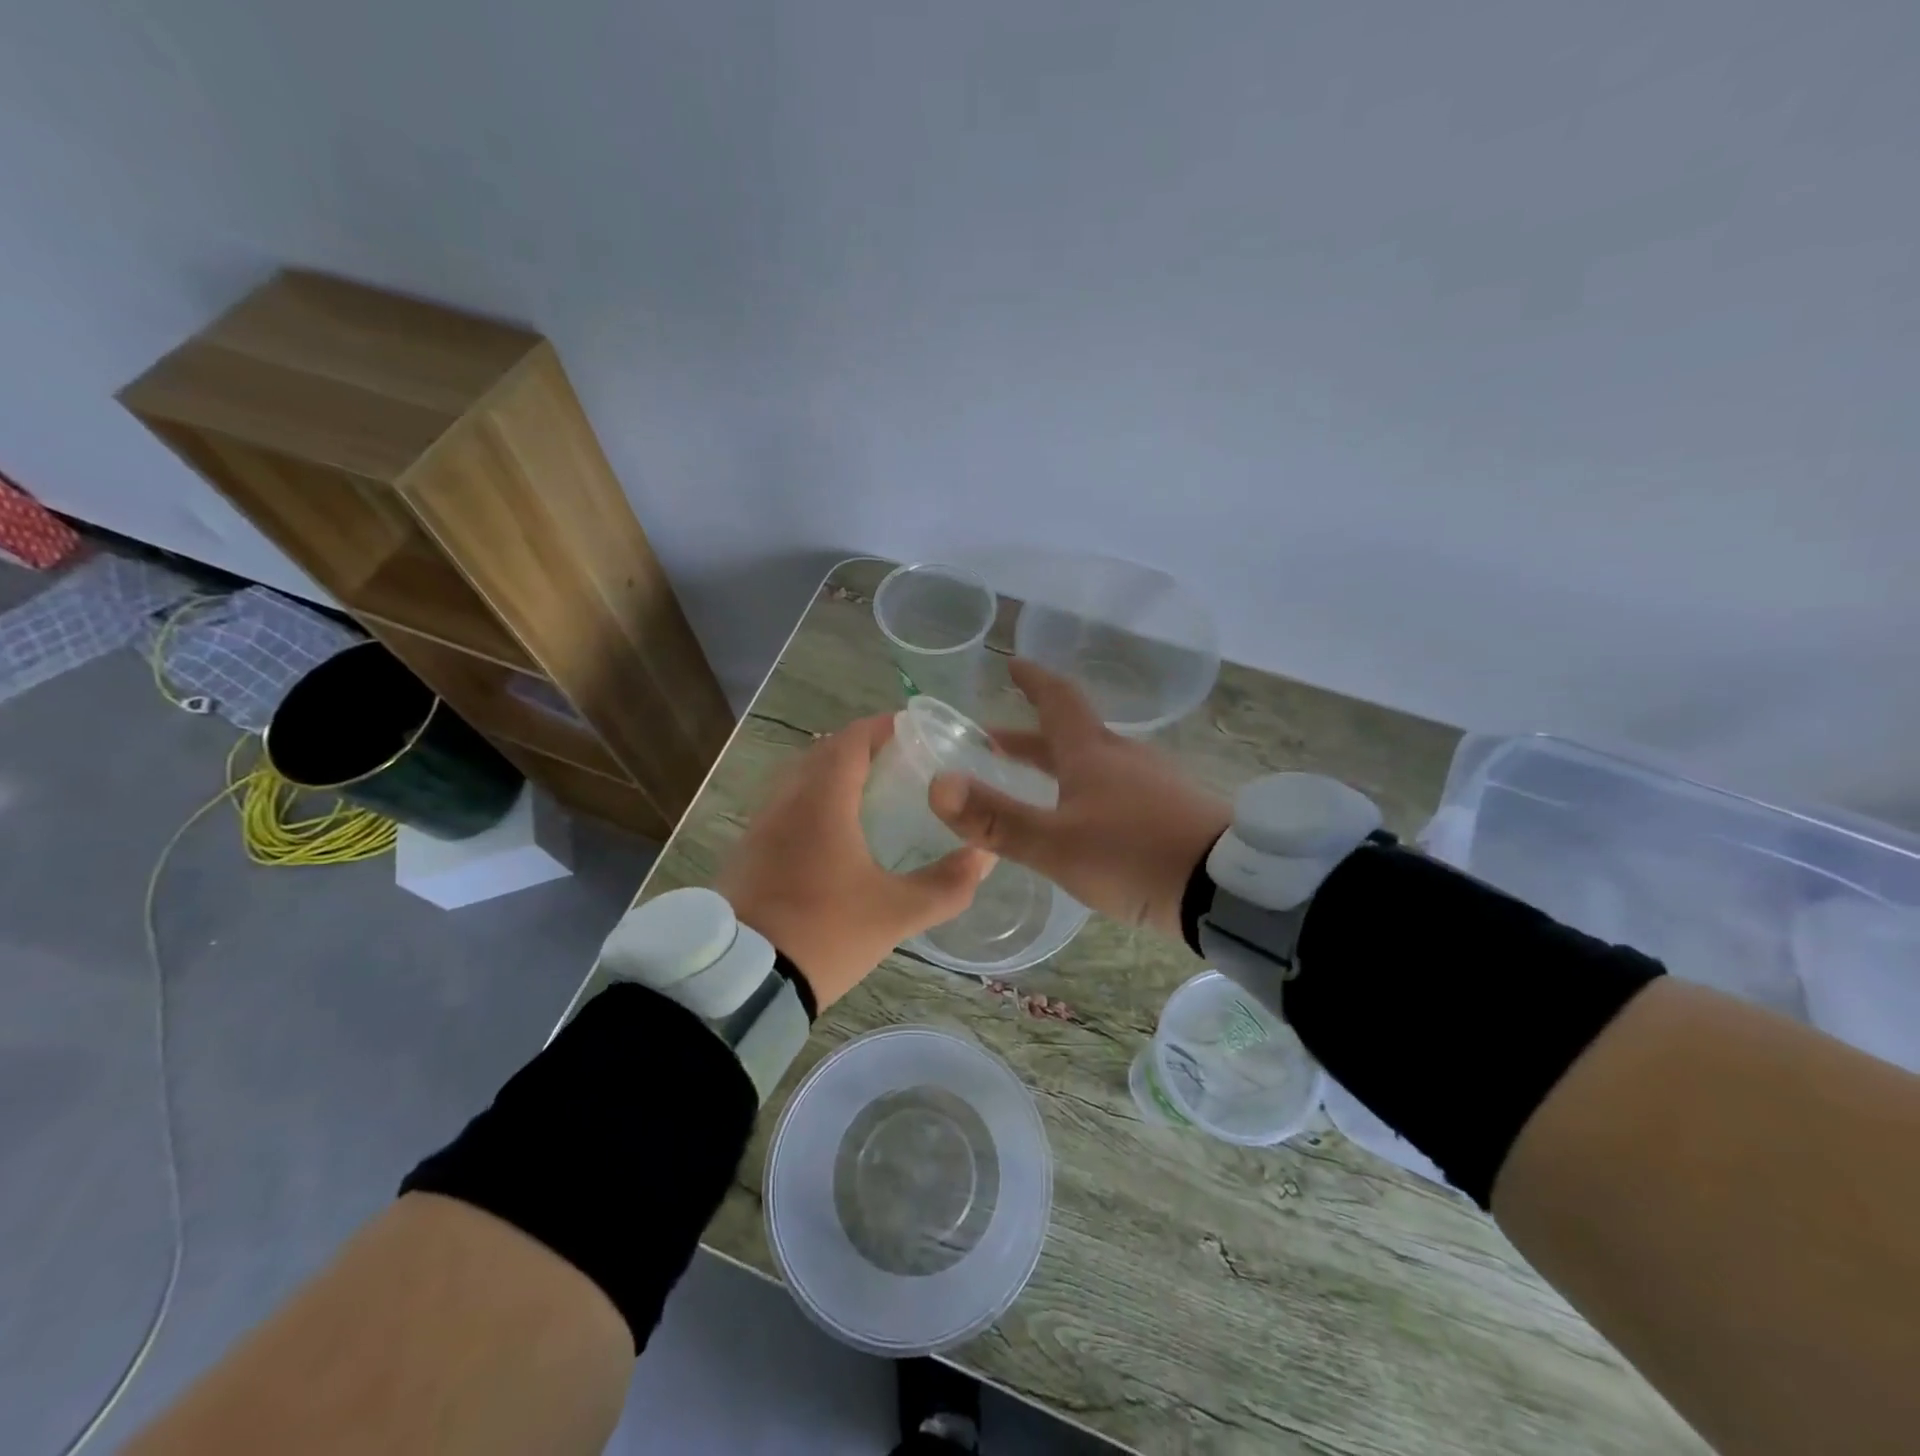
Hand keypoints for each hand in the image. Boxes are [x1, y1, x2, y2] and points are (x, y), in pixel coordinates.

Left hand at [718, 714, 993, 1009]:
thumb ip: (947, 884)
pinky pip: (783, 808)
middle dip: (860, 748)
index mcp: (821, 802)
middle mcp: (785, 802)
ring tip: (870, 793)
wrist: (742, 983)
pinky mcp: (747, 853)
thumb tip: (985, 856)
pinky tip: (832, 835)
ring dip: (832, 775)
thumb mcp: (896, 914)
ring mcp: (759, 827)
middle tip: (900, 761)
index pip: (851, 740)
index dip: (882, 727)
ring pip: (799, 780)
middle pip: (823, 753)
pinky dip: (811, 803)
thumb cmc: (824, 933)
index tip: (913, 729)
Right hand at [928, 660, 1231, 938]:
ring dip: (1060, 767)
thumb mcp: (1056, 844)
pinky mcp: (1175, 812)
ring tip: (1036, 787)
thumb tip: (938, 785)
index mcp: (1093, 753)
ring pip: (1096, 764)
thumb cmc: (1135, 855)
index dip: (1033, 681)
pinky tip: (1087, 823)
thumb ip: (997, 819)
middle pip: (1071, 736)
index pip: (1058, 701)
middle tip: (995, 743)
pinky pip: (1120, 790)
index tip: (1014, 664)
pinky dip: (1089, 793)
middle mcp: (1124, 758)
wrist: (1229, 889)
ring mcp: (1155, 783)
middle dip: (1031, 738)